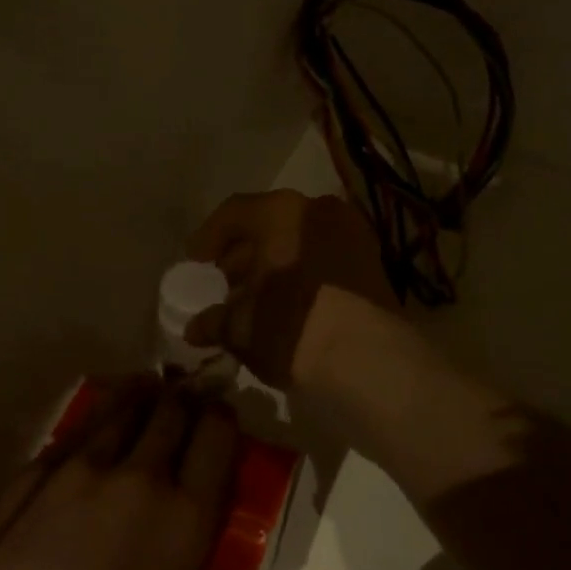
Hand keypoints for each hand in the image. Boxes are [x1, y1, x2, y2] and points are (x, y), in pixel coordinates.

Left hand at [0, 379, 236, 569]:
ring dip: (141, 396)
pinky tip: (99, 423)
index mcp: (186, 516)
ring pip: (124, 407)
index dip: (220, 417)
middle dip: (182, 400)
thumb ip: (181, 546)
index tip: (217, 415)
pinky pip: (79, 430)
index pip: (218, 435)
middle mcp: (142, 477)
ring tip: (146, 388)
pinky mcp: (36, 470)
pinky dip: (98, 419)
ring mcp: (84, 467)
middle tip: (183, 399)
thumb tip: (181, 516)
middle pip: (172, 410)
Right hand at [183, 190, 398, 388]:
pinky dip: (305, 274)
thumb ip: (215, 321)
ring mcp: (352, 234)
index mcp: (281, 212)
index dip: (209, 238)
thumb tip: (196, 327)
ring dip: (276, 265)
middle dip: (244, 255)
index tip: (196, 263)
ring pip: (300, 242)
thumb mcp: (242, 328)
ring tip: (257, 300)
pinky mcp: (374, 263)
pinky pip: (325, 259)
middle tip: (226, 285)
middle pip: (270, 225)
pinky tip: (290, 305)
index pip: (234, 213)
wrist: (369, 360)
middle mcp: (319, 210)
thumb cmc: (293, 328)